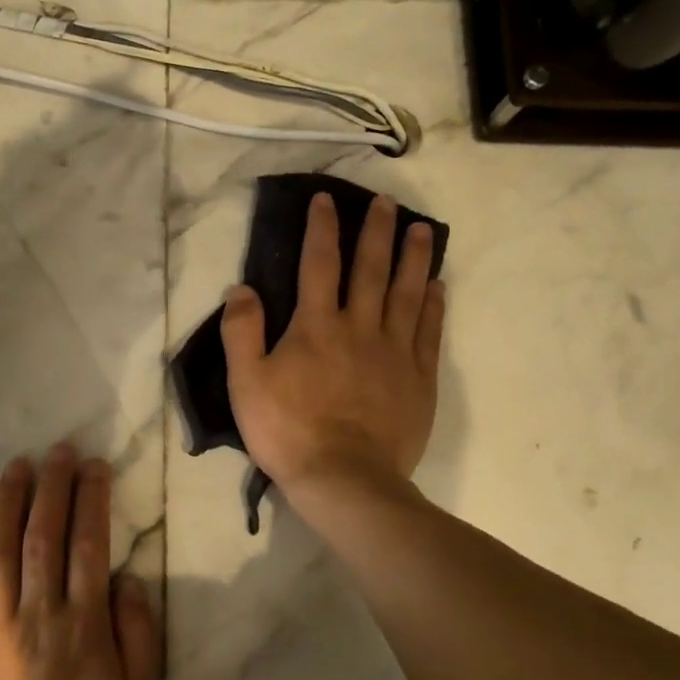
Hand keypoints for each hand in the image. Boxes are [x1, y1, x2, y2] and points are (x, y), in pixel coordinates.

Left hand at [0, 446, 160, 679]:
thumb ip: (138, 634)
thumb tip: (126, 577)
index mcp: (84, 624)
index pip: (89, 545)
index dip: (92, 500)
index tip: (93, 466)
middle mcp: (39, 613)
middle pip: (44, 535)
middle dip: (52, 487)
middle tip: (56, 450)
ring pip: (0, 550)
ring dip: (9, 503)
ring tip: (17, 466)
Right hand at [221, 192, 444, 494]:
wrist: (344, 480)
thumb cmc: (288, 430)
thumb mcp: (246, 383)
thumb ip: (241, 332)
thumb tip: (242, 288)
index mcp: (316, 326)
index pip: (319, 264)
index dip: (322, 228)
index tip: (326, 199)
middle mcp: (360, 327)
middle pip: (371, 269)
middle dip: (377, 231)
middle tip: (386, 201)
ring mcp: (395, 352)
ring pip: (408, 294)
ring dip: (415, 258)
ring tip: (423, 229)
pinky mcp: (418, 379)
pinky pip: (429, 332)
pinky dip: (434, 305)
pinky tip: (437, 286)